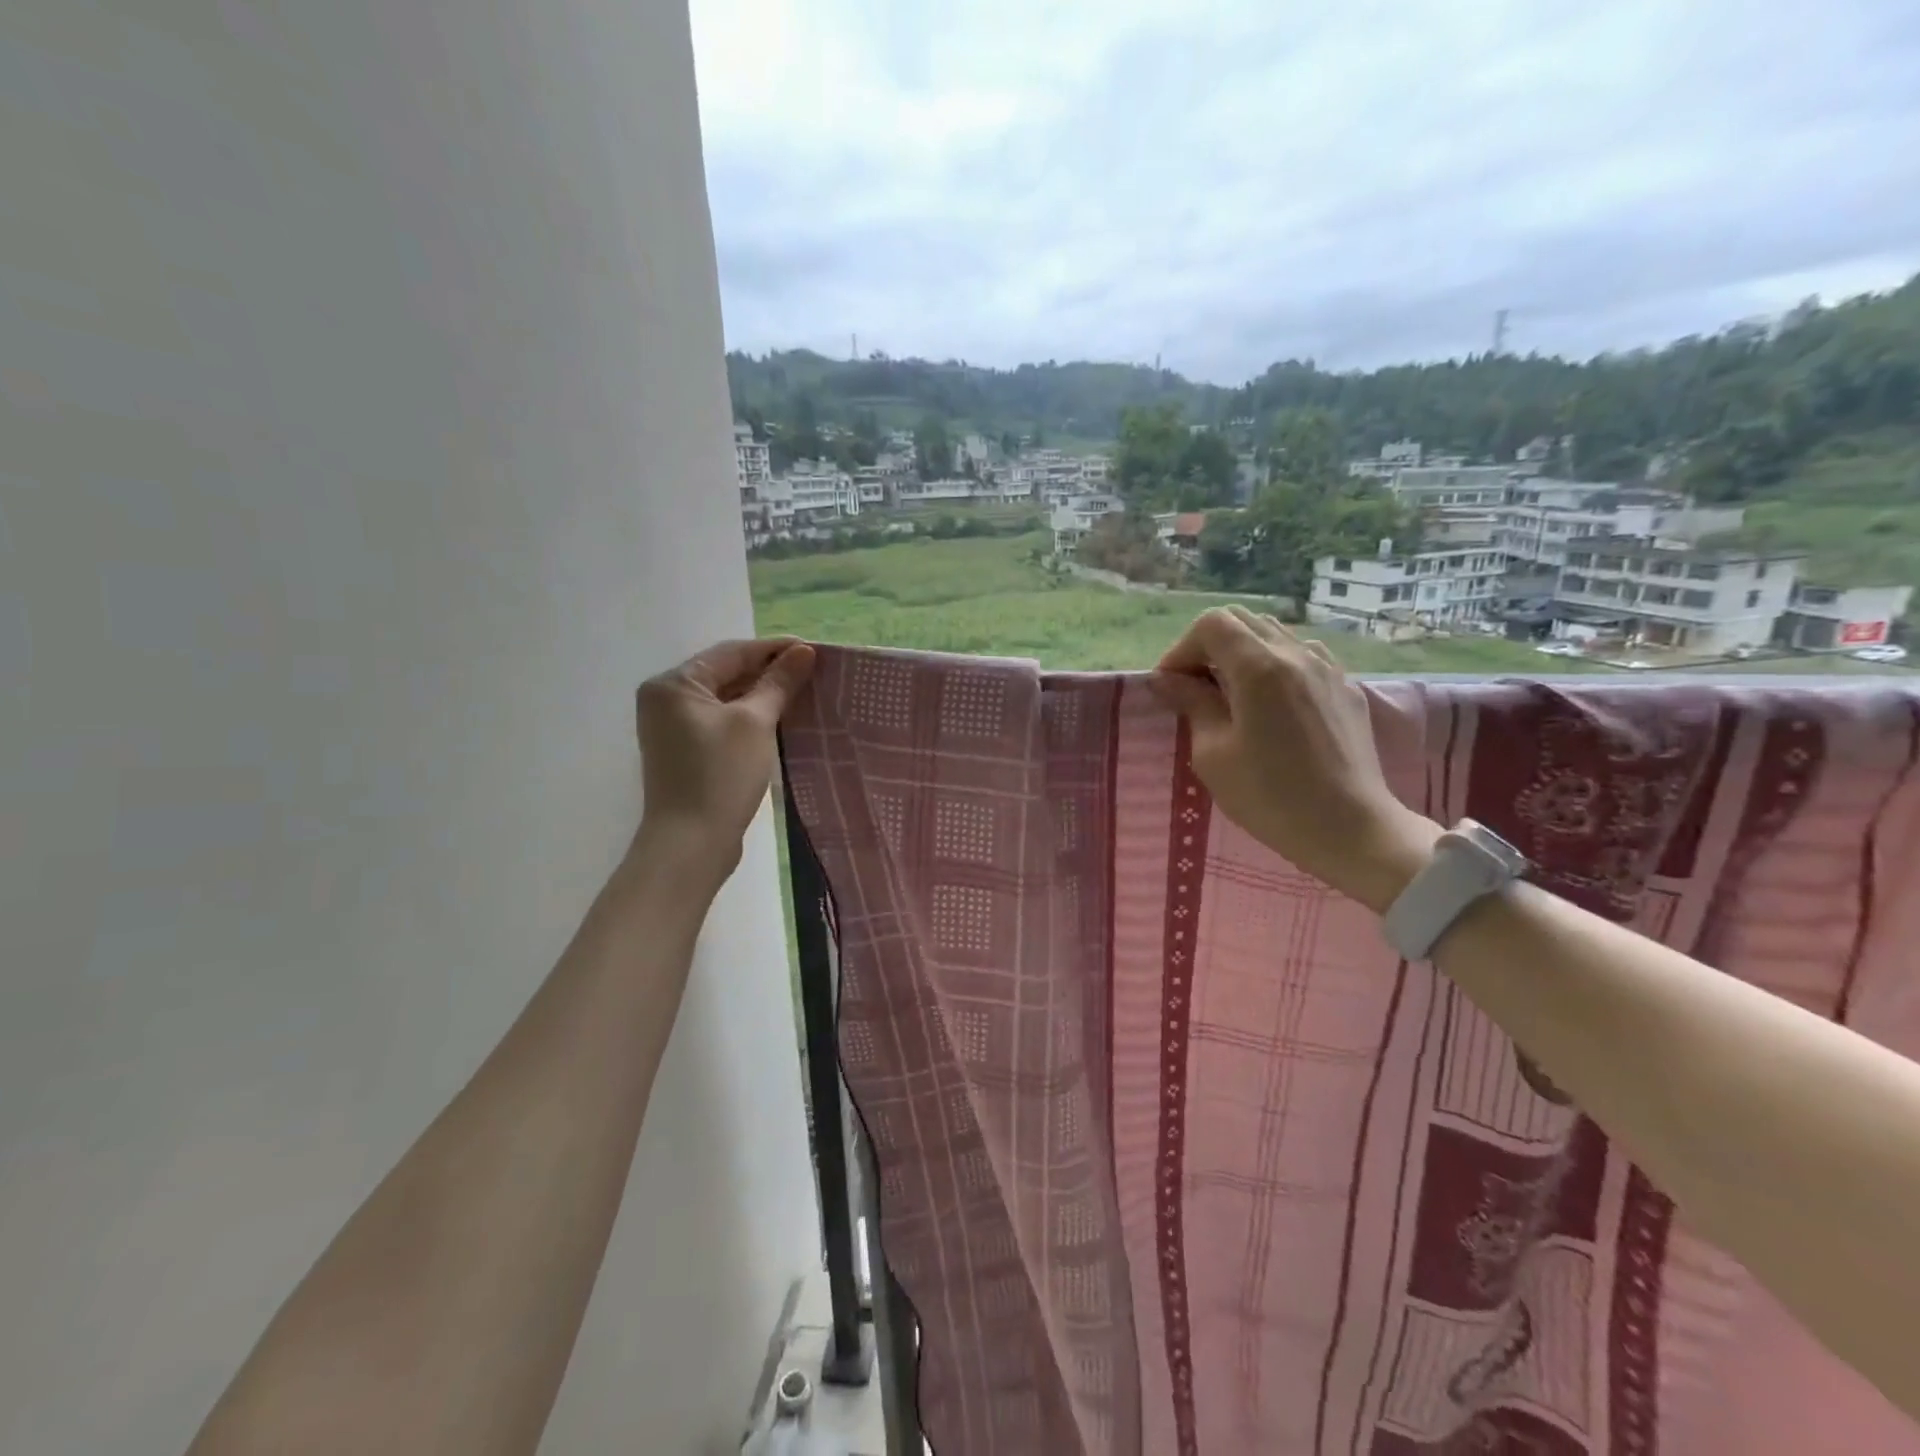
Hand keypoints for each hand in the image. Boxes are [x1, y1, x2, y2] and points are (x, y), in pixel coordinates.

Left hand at [632, 638, 815, 880]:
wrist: (691, 844)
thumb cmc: (720, 775)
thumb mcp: (755, 723)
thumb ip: (778, 683)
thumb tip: (803, 652)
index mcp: (673, 684)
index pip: (731, 653)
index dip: (774, 649)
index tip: (813, 650)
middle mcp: (666, 700)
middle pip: (725, 673)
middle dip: (769, 672)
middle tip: (812, 672)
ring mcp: (672, 728)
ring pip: (725, 699)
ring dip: (761, 695)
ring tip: (802, 692)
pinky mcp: (685, 752)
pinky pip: (721, 722)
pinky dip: (749, 717)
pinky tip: (779, 719)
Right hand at [1151, 607, 1439, 911]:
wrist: (1351, 829)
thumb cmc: (1270, 796)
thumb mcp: (1214, 754)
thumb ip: (1192, 704)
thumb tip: (1168, 679)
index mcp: (1260, 667)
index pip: (1211, 624)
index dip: (1182, 649)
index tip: (1170, 687)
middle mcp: (1296, 654)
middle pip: (1243, 620)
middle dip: (1208, 646)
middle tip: (1194, 688)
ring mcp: (1327, 668)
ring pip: (1274, 635)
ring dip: (1242, 654)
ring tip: (1230, 696)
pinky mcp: (1346, 688)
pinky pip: (1301, 657)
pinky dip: (1273, 667)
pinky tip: (1269, 706)